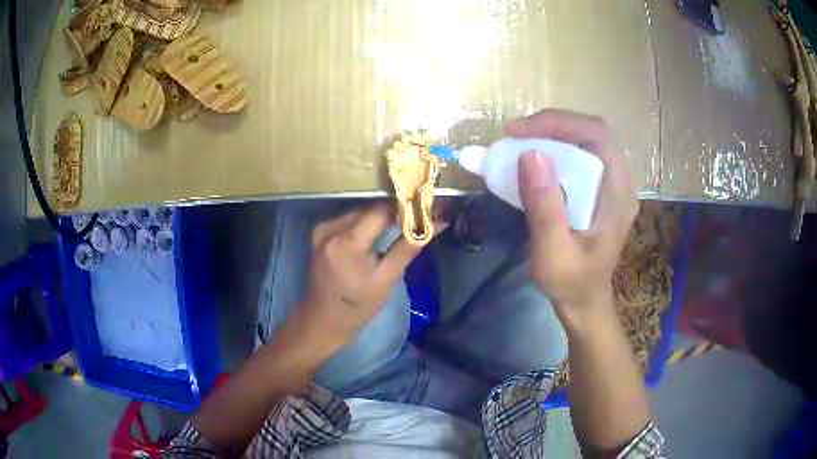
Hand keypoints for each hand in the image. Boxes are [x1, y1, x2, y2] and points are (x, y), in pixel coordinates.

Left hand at [295, 203, 431, 354]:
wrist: (323, 319)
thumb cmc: (357, 307)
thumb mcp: (386, 279)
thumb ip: (409, 247)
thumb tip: (439, 223)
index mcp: (345, 243)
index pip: (380, 211)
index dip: (406, 206)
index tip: (428, 207)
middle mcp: (330, 229)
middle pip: (370, 209)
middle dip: (397, 210)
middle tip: (423, 212)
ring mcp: (322, 229)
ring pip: (361, 211)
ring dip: (384, 214)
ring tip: (408, 217)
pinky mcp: (320, 232)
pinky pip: (350, 219)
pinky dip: (369, 221)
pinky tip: (385, 226)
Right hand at [508, 110, 638, 320]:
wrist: (584, 302)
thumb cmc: (571, 284)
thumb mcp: (553, 255)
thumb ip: (546, 209)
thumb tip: (531, 155)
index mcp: (618, 194)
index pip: (597, 135)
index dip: (559, 123)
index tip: (518, 132)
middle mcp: (620, 182)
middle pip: (591, 131)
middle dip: (551, 125)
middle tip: (515, 136)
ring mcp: (611, 184)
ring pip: (584, 139)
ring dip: (551, 134)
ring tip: (519, 143)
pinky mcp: (599, 188)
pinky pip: (579, 155)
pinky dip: (553, 148)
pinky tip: (533, 159)